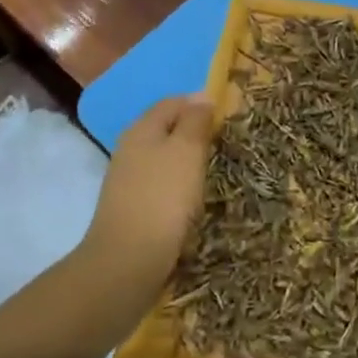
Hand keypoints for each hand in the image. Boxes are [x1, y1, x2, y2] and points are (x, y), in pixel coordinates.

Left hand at [79, 94, 211, 324]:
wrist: (128, 261)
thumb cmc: (163, 198)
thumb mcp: (187, 151)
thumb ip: (195, 121)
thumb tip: (202, 96)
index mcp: (142, 129)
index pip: (173, 102)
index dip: (200, 102)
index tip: (229, 114)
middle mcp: (131, 149)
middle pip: (166, 128)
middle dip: (195, 131)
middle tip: (226, 141)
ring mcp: (129, 180)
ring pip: (164, 157)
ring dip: (188, 159)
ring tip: (216, 168)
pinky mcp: (133, 207)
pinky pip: (162, 184)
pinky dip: (180, 184)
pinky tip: (195, 197)